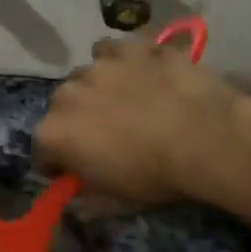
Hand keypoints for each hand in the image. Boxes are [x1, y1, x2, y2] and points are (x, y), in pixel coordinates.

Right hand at [33, 37, 250, 215]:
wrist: (208, 139)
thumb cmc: (156, 177)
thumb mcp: (117, 203)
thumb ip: (86, 201)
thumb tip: (76, 201)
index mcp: (54, 134)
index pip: (42, 152)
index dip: (59, 164)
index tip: (78, 173)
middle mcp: (65, 95)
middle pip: (61, 109)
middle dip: (75, 122)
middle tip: (106, 137)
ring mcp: (97, 67)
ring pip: (85, 77)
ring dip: (96, 90)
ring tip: (126, 103)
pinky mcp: (129, 48)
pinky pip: (112, 51)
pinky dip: (119, 61)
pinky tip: (138, 73)